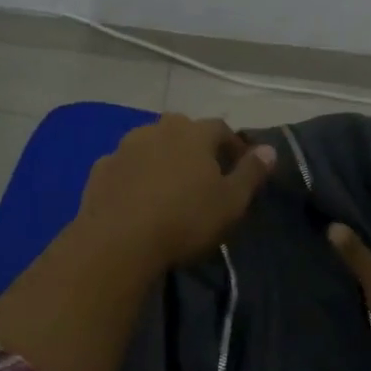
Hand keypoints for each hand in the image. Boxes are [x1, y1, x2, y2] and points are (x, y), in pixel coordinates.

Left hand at [74, 114, 276, 273]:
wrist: (117, 242)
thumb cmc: (184, 220)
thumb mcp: (231, 202)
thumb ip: (251, 173)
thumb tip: (270, 149)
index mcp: (194, 133)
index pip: (221, 128)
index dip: (233, 146)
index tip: (240, 168)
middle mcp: (158, 128)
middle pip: (183, 131)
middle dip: (195, 148)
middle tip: (204, 176)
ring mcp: (125, 146)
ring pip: (151, 144)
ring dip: (162, 159)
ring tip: (169, 187)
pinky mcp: (101, 168)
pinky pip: (126, 166)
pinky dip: (135, 175)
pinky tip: (137, 198)